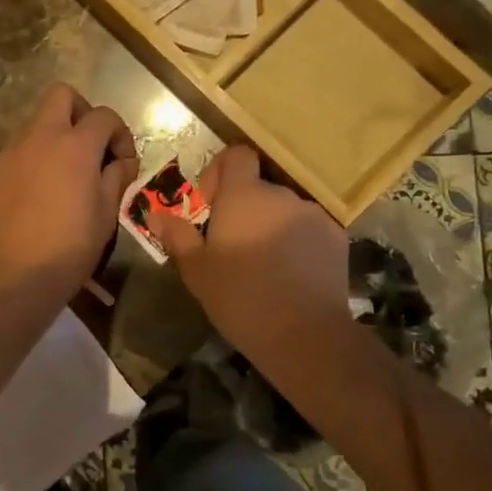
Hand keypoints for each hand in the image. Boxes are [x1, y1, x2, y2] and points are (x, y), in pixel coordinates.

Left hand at [0, 83, 137, 305]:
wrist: (16, 276)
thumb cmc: (71, 247)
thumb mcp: (106, 213)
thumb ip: (116, 177)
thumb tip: (120, 162)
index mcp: (74, 145)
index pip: (103, 115)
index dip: (120, 133)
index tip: (122, 161)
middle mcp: (39, 137)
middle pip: (61, 95)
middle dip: (81, 111)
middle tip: (89, 146)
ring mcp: (10, 153)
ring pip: (35, 124)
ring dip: (54, 137)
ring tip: (62, 175)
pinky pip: (16, 153)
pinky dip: (32, 161)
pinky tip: (36, 194)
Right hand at [151, 146, 351, 375]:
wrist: (305, 335)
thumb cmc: (240, 298)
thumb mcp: (197, 271)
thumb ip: (177, 236)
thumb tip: (154, 215)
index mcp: (244, 196)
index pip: (237, 155)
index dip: (221, 170)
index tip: (211, 203)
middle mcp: (281, 195)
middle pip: (259, 187)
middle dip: (243, 207)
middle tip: (231, 244)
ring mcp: (313, 215)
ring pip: (283, 209)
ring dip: (270, 224)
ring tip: (263, 263)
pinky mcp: (337, 238)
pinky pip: (308, 229)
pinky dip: (297, 241)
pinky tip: (290, 274)